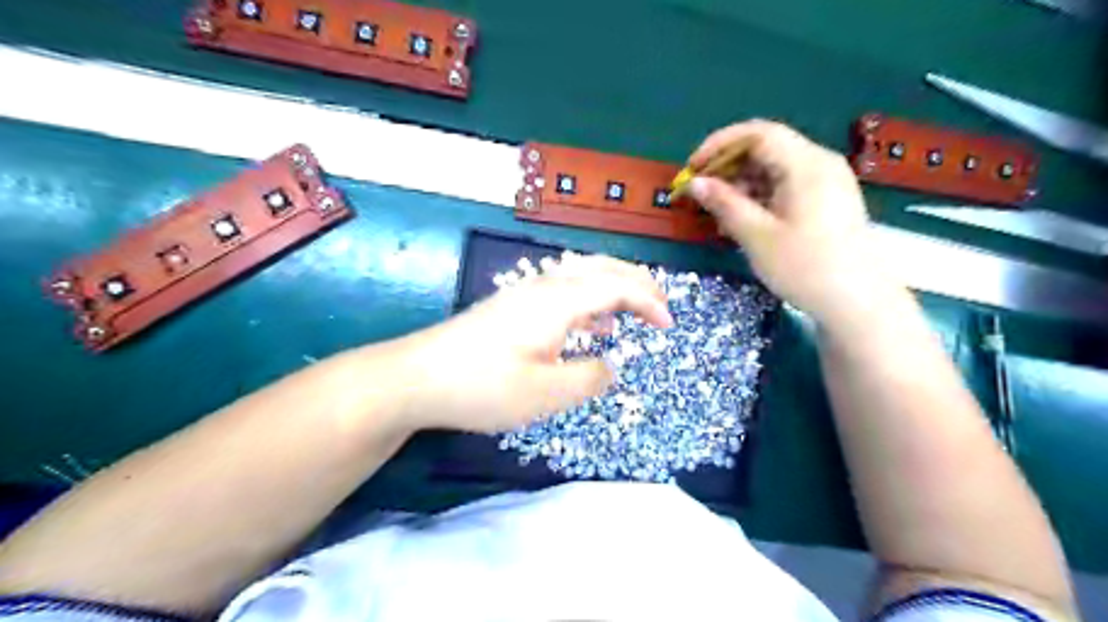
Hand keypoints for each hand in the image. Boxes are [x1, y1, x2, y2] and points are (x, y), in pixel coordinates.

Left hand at [402, 255, 675, 435]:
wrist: (417, 377)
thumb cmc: (484, 386)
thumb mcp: (545, 394)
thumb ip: (589, 378)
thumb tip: (611, 364)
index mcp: (559, 300)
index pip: (618, 285)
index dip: (649, 301)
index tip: (669, 327)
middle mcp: (545, 286)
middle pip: (602, 267)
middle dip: (637, 282)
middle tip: (659, 308)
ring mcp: (525, 293)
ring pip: (581, 274)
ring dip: (613, 287)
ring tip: (631, 313)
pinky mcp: (511, 305)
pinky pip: (563, 290)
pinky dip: (588, 298)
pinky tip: (587, 324)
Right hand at [690, 120, 899, 327]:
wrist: (857, 303)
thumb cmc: (805, 267)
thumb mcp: (757, 236)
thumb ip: (724, 204)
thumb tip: (694, 183)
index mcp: (806, 164)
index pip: (756, 134)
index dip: (718, 145)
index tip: (692, 168)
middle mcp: (819, 163)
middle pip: (766, 148)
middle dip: (727, 166)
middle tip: (700, 192)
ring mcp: (827, 182)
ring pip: (775, 168)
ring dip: (741, 183)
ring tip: (717, 211)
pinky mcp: (827, 200)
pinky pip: (786, 185)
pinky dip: (760, 196)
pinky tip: (742, 219)